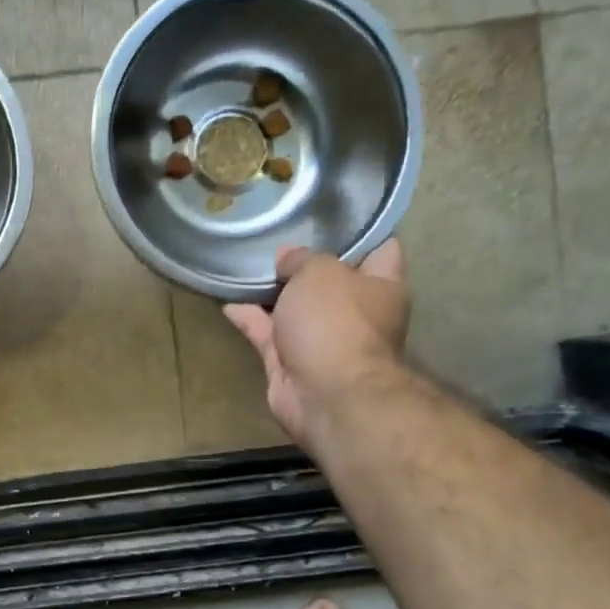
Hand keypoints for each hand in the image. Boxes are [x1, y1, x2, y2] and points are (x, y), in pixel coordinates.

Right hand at [223, 240, 409, 450]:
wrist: (325, 393)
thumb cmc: (336, 321)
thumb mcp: (319, 272)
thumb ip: (301, 259)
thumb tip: (287, 260)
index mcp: (382, 287)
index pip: (382, 249)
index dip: (362, 230)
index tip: (333, 215)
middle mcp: (356, 312)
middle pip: (331, 279)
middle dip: (306, 262)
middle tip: (277, 236)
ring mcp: (322, 339)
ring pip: (294, 307)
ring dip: (271, 291)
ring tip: (245, 263)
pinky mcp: (290, 362)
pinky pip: (266, 332)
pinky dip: (248, 318)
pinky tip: (227, 300)